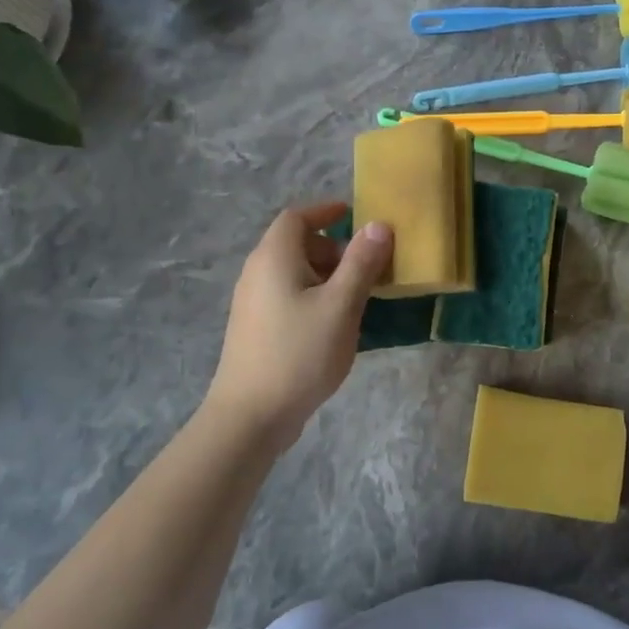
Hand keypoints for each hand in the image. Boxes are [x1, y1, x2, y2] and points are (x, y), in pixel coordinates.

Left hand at [203, 202, 392, 450]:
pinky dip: (313, 295)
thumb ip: (361, 263)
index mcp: (274, 257)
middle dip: (333, 248)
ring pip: (293, 272)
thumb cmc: (299, 353)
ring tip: (357, 296)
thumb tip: (379, 225)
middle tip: (366, 265)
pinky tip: (334, 324)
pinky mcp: (255, 328)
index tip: (355, 215)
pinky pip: (288, 295)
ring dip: (326, 274)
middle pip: (296, 244)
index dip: (325, 211)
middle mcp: (257, 272)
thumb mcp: (341, 305)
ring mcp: (253, 302)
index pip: (297, 216)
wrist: (250, 416)